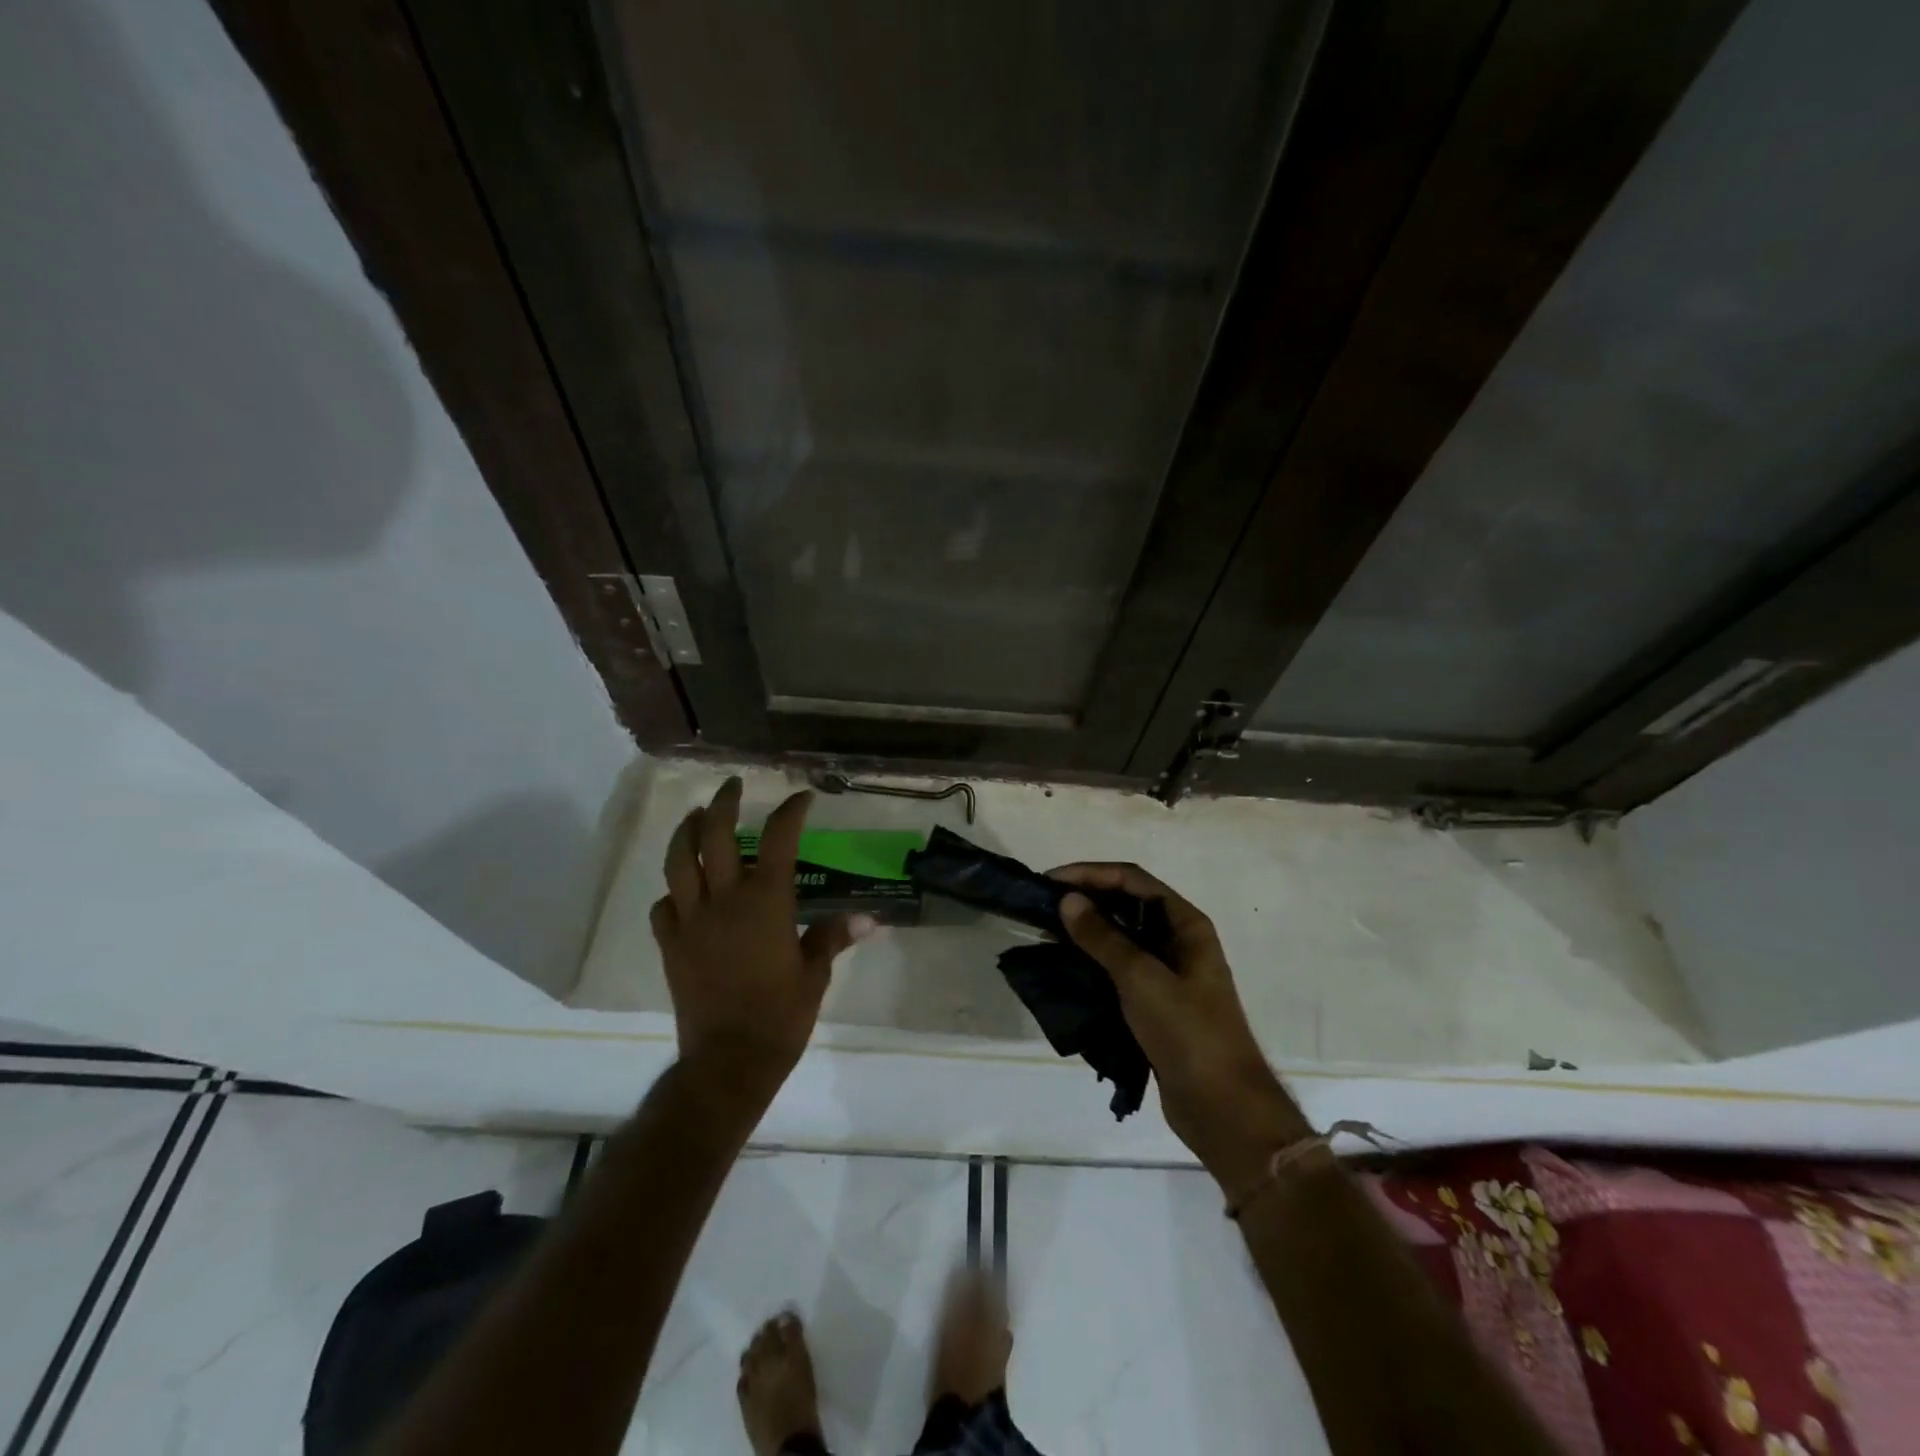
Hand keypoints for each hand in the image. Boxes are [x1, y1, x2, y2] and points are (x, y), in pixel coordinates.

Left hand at [650, 778, 871, 1107]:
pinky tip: (681, 891)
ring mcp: (691, 921)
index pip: (779, 839)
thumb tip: (869, 920)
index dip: (791, 812)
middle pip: (717, 836)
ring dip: (687, 833)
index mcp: (766, 902)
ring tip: (696, 817)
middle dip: (724, 803)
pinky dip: (672, 891)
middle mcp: (724, 900)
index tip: (801, 798)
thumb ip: (833, 937)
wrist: (729, 1060)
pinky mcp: (670, 946)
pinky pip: (663, 907)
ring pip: (679, 862)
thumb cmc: (780, 1015)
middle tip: (732, 786)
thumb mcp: (815, 974)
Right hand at [1050, 864, 1310, 1190]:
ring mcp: (1169, 973)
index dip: (1091, 873)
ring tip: (1048, 933)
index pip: (1132, 880)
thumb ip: (1103, 937)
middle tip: (1044, 906)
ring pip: (1122, 937)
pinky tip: (1067, 967)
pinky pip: (1120, 969)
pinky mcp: (1157, 1003)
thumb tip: (1068, 900)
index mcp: (1186, 924)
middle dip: (1087, 899)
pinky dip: (1094, 962)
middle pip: (1127, 904)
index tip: (1050, 881)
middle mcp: (1179, 941)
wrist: (1222, 1107)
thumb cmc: (1188, 1032)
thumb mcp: (1141, 978)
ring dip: (1088, 931)